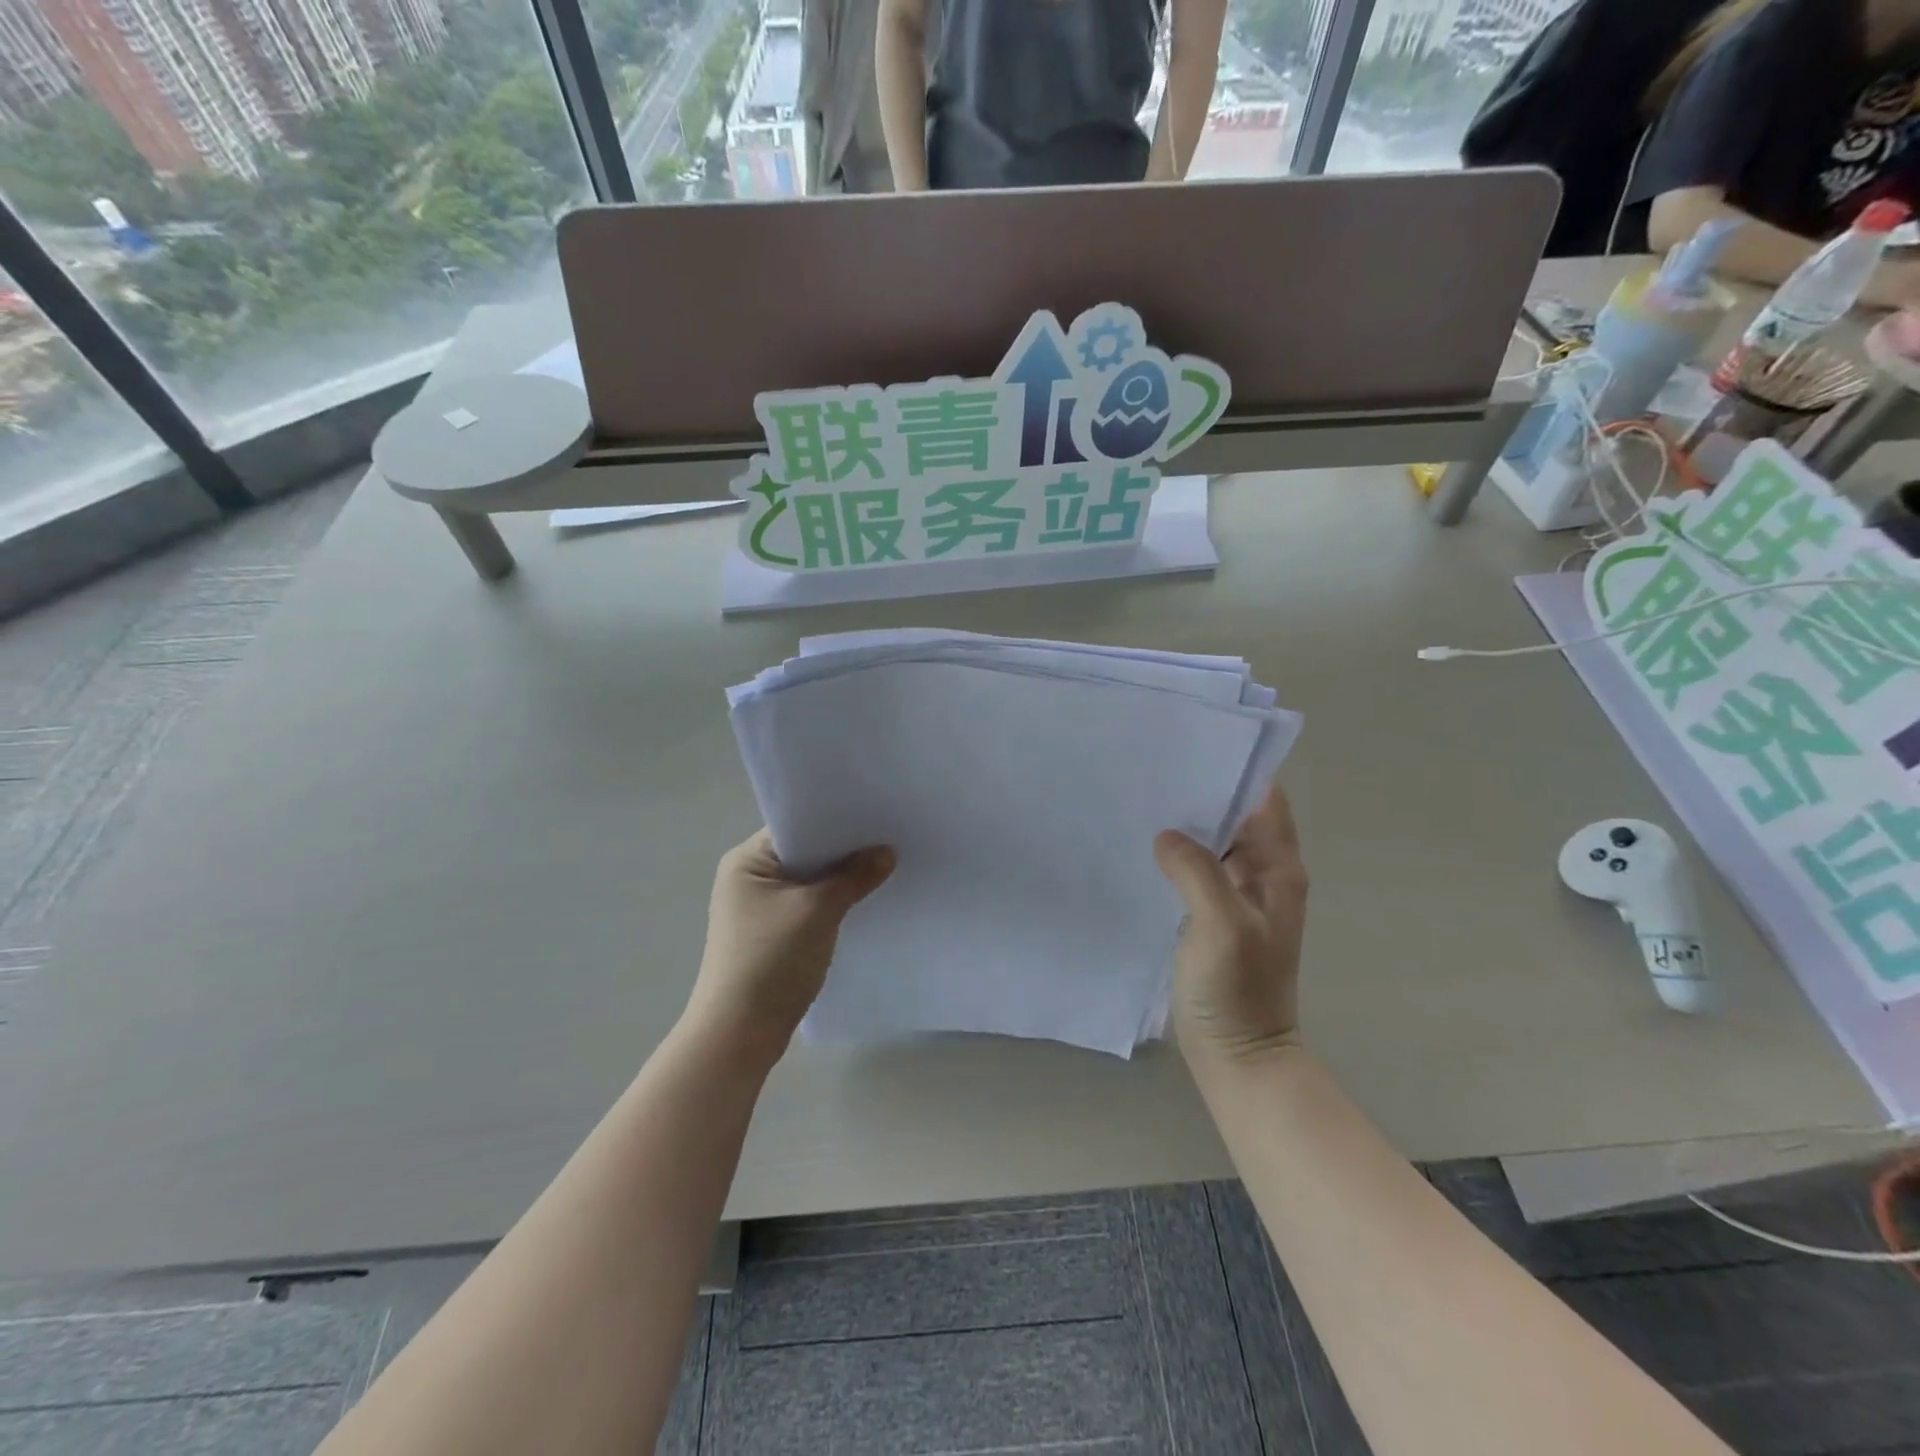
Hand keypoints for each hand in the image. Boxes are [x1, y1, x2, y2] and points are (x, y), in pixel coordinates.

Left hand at [684, 830, 894, 1062]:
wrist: (740, 1034)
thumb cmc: (771, 960)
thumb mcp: (818, 911)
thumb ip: (854, 877)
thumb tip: (887, 852)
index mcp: (747, 860)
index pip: (798, 826)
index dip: (837, 821)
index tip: (877, 815)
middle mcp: (748, 877)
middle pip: (805, 853)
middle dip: (844, 851)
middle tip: (890, 839)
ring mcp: (758, 908)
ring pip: (809, 881)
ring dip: (840, 879)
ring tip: (885, 867)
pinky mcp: (771, 934)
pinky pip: (808, 906)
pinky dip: (832, 902)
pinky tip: (863, 901)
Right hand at [1153, 785, 1307, 1065]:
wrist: (1238, 1055)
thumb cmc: (1238, 989)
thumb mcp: (1219, 924)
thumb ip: (1196, 871)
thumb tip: (1167, 835)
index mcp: (1277, 869)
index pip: (1264, 799)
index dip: (1235, 771)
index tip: (1191, 749)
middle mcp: (1261, 874)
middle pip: (1235, 816)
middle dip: (1200, 793)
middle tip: (1151, 770)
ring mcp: (1235, 896)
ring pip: (1211, 843)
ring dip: (1184, 825)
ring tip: (1140, 801)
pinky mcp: (1211, 915)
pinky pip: (1194, 871)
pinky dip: (1173, 857)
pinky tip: (1141, 849)